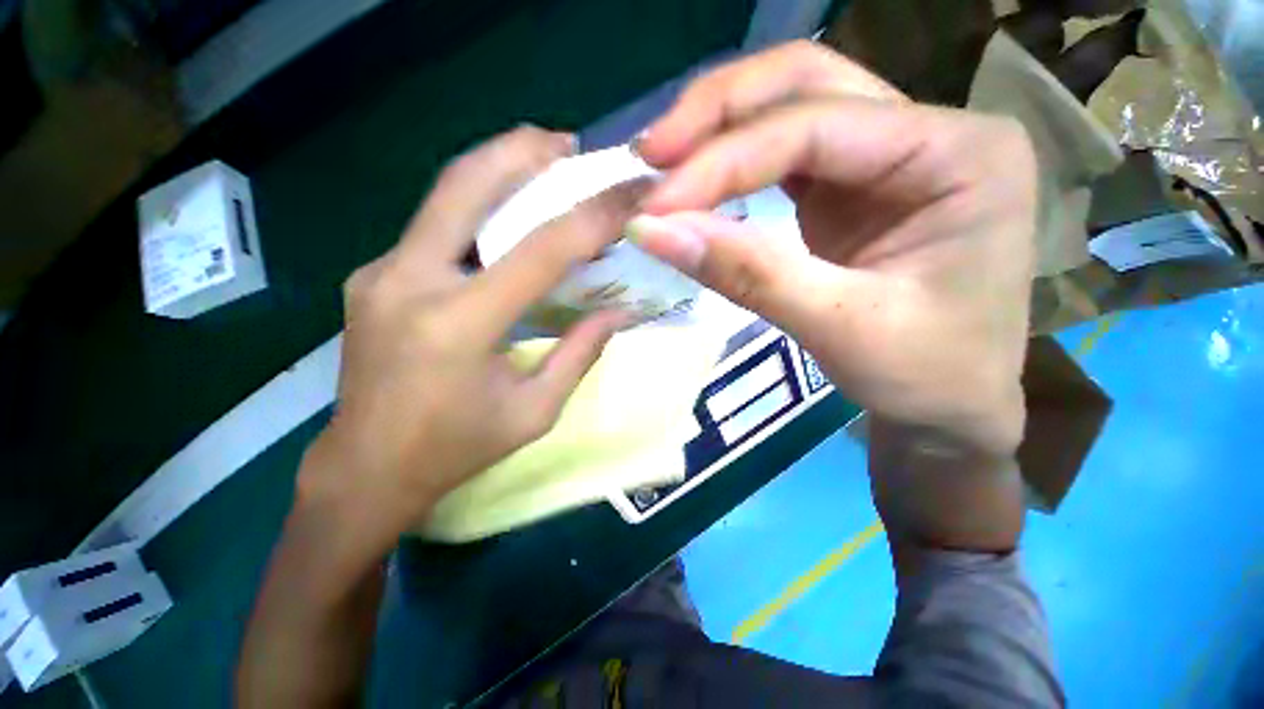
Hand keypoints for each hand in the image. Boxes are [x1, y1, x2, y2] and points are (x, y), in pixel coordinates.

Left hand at [299, 126, 642, 543]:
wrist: (366, 470)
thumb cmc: (456, 449)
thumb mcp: (534, 412)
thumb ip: (578, 355)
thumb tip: (617, 313)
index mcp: (459, 323)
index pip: (541, 249)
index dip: (592, 216)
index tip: (629, 193)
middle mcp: (409, 281)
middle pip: (467, 184)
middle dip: (522, 151)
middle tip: (566, 144)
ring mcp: (381, 273)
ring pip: (444, 196)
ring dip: (497, 170)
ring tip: (541, 163)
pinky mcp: (374, 277)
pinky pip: (433, 228)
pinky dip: (476, 210)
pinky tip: (504, 221)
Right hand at [631, 42, 1036, 456]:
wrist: (952, 403)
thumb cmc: (926, 374)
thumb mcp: (839, 328)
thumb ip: (747, 273)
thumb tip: (653, 232)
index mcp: (960, 153)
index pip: (817, 127)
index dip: (723, 163)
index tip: (655, 205)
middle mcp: (929, 132)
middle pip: (807, 83)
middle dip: (718, 113)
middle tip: (651, 153)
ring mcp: (889, 155)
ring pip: (791, 107)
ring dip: (719, 130)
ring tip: (661, 163)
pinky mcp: (853, 187)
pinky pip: (784, 155)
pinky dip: (733, 165)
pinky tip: (697, 183)